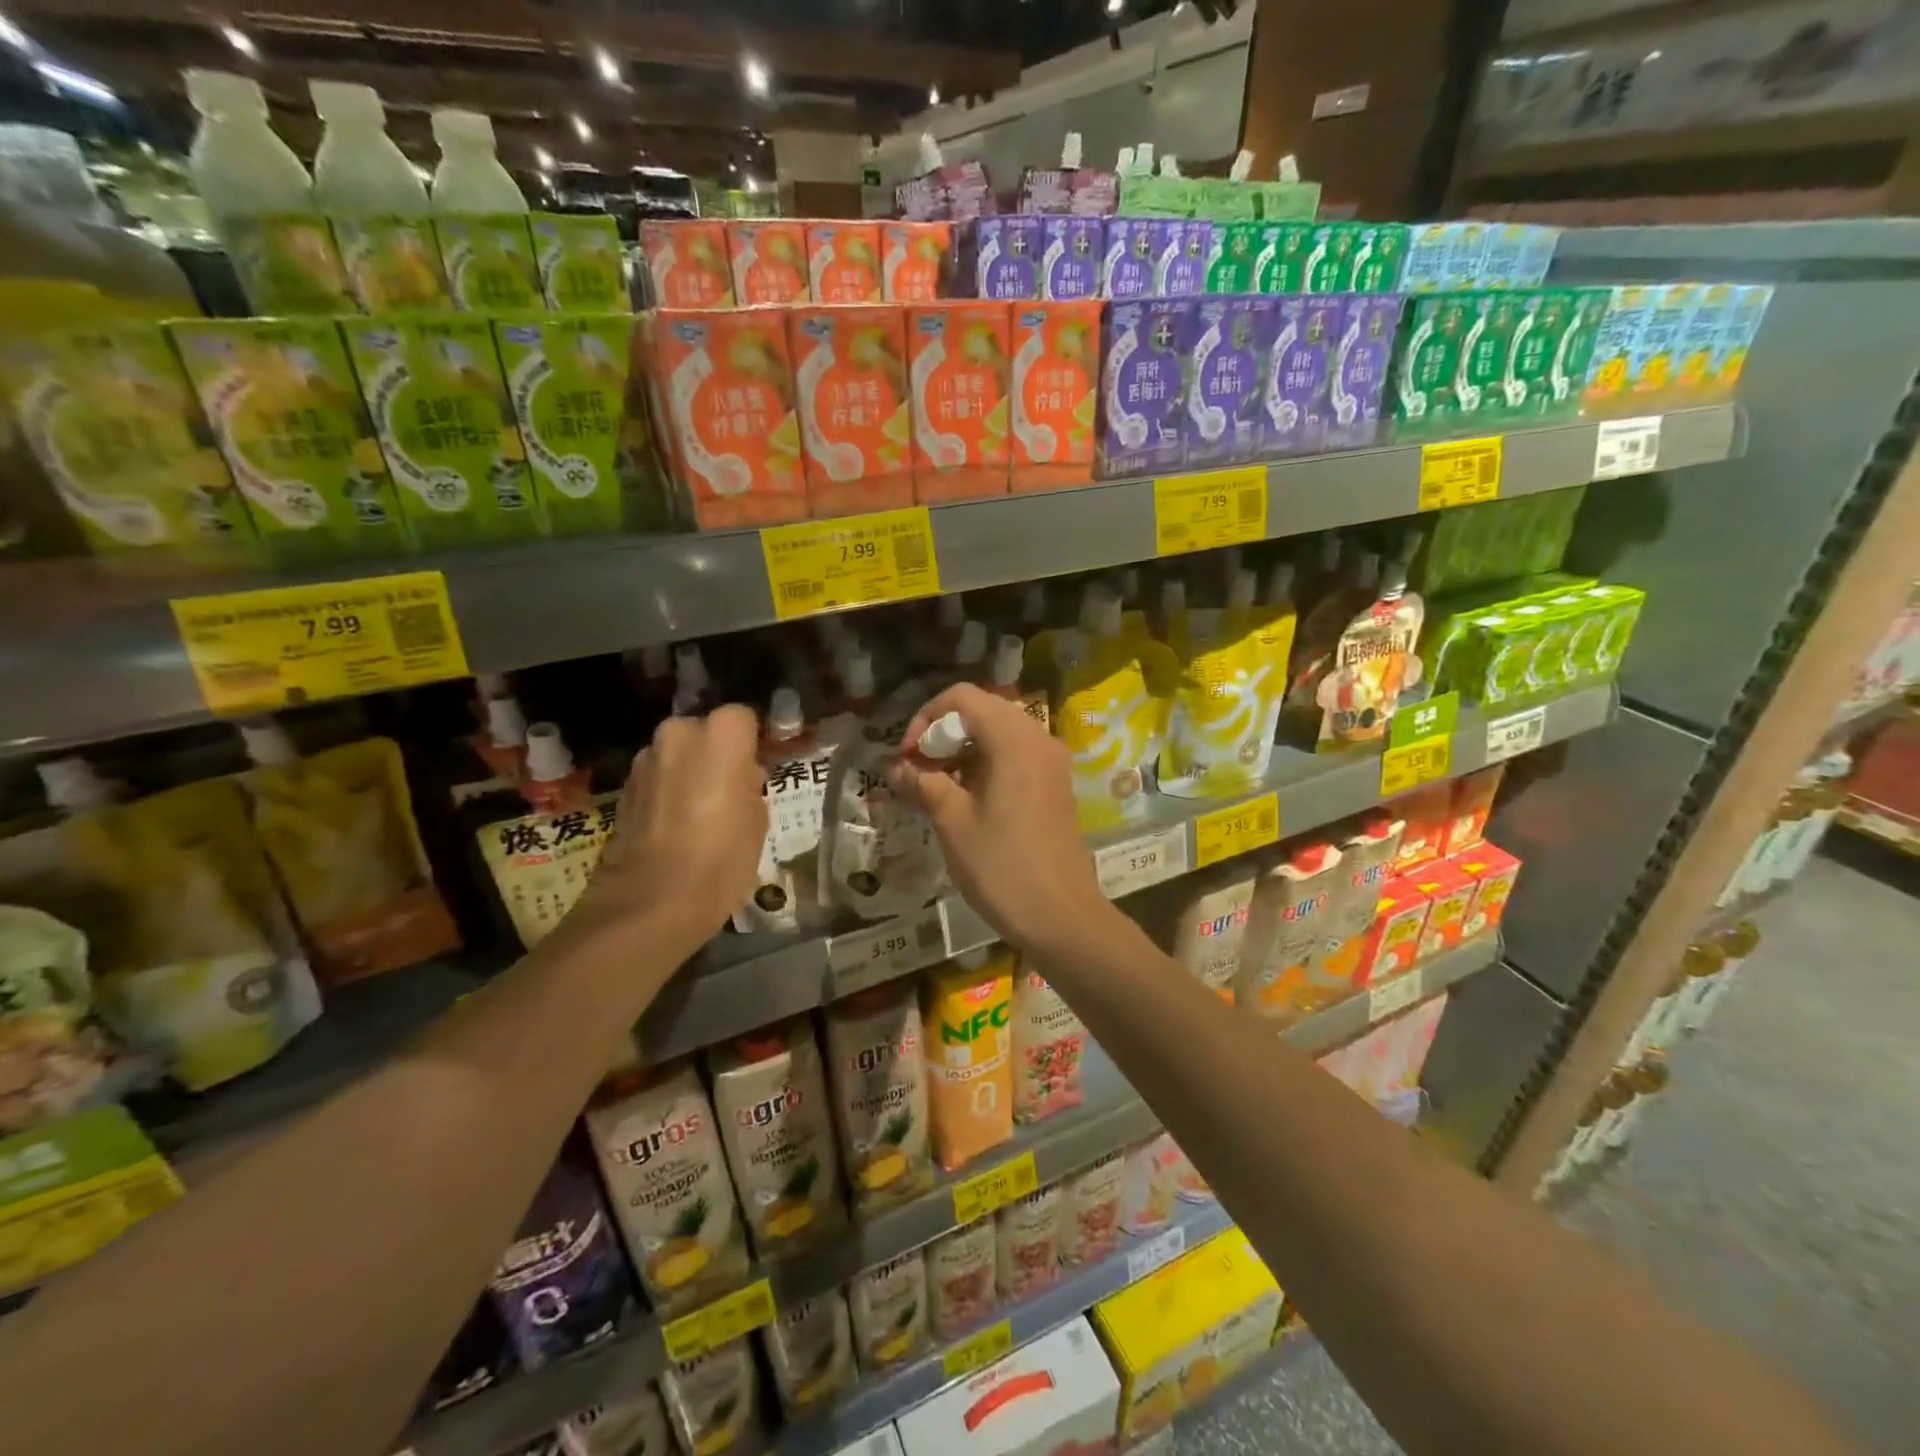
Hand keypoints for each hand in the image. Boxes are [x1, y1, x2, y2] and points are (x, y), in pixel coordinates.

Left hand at [572, 705, 766, 952]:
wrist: (652, 901)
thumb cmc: (722, 857)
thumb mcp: (758, 819)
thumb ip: (750, 783)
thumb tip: (740, 776)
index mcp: (720, 735)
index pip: (743, 718)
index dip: (751, 743)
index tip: (757, 769)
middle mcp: (678, 734)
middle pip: (704, 732)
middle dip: (716, 754)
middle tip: (731, 790)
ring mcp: (645, 760)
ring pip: (677, 755)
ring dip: (689, 773)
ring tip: (702, 813)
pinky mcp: (623, 788)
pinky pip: (657, 778)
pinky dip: (667, 792)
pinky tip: (676, 826)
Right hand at [889, 684, 1108, 955]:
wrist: (1061, 917)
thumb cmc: (1002, 865)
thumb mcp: (953, 822)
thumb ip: (923, 783)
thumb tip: (893, 765)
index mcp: (1014, 738)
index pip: (962, 697)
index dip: (925, 718)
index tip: (907, 756)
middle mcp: (1038, 739)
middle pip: (982, 712)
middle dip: (942, 735)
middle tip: (916, 772)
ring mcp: (1051, 763)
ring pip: (997, 736)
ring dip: (961, 752)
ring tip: (933, 788)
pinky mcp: (1054, 786)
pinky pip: (1014, 758)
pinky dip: (984, 766)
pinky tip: (963, 799)